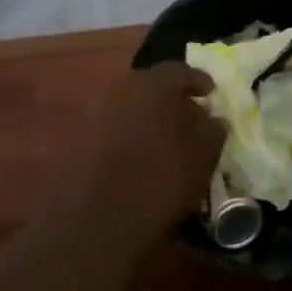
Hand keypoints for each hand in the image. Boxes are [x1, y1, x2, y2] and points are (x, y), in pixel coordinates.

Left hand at [82, 63, 225, 233]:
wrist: (97, 219)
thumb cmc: (160, 181)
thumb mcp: (202, 158)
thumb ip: (212, 131)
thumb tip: (213, 119)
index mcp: (152, 85)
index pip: (179, 70)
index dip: (197, 81)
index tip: (209, 94)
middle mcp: (120, 89)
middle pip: (151, 86)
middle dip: (171, 99)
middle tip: (188, 119)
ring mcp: (95, 112)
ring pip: (129, 106)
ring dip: (147, 117)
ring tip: (164, 141)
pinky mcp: (78, 137)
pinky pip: (112, 126)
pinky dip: (128, 134)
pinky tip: (139, 156)